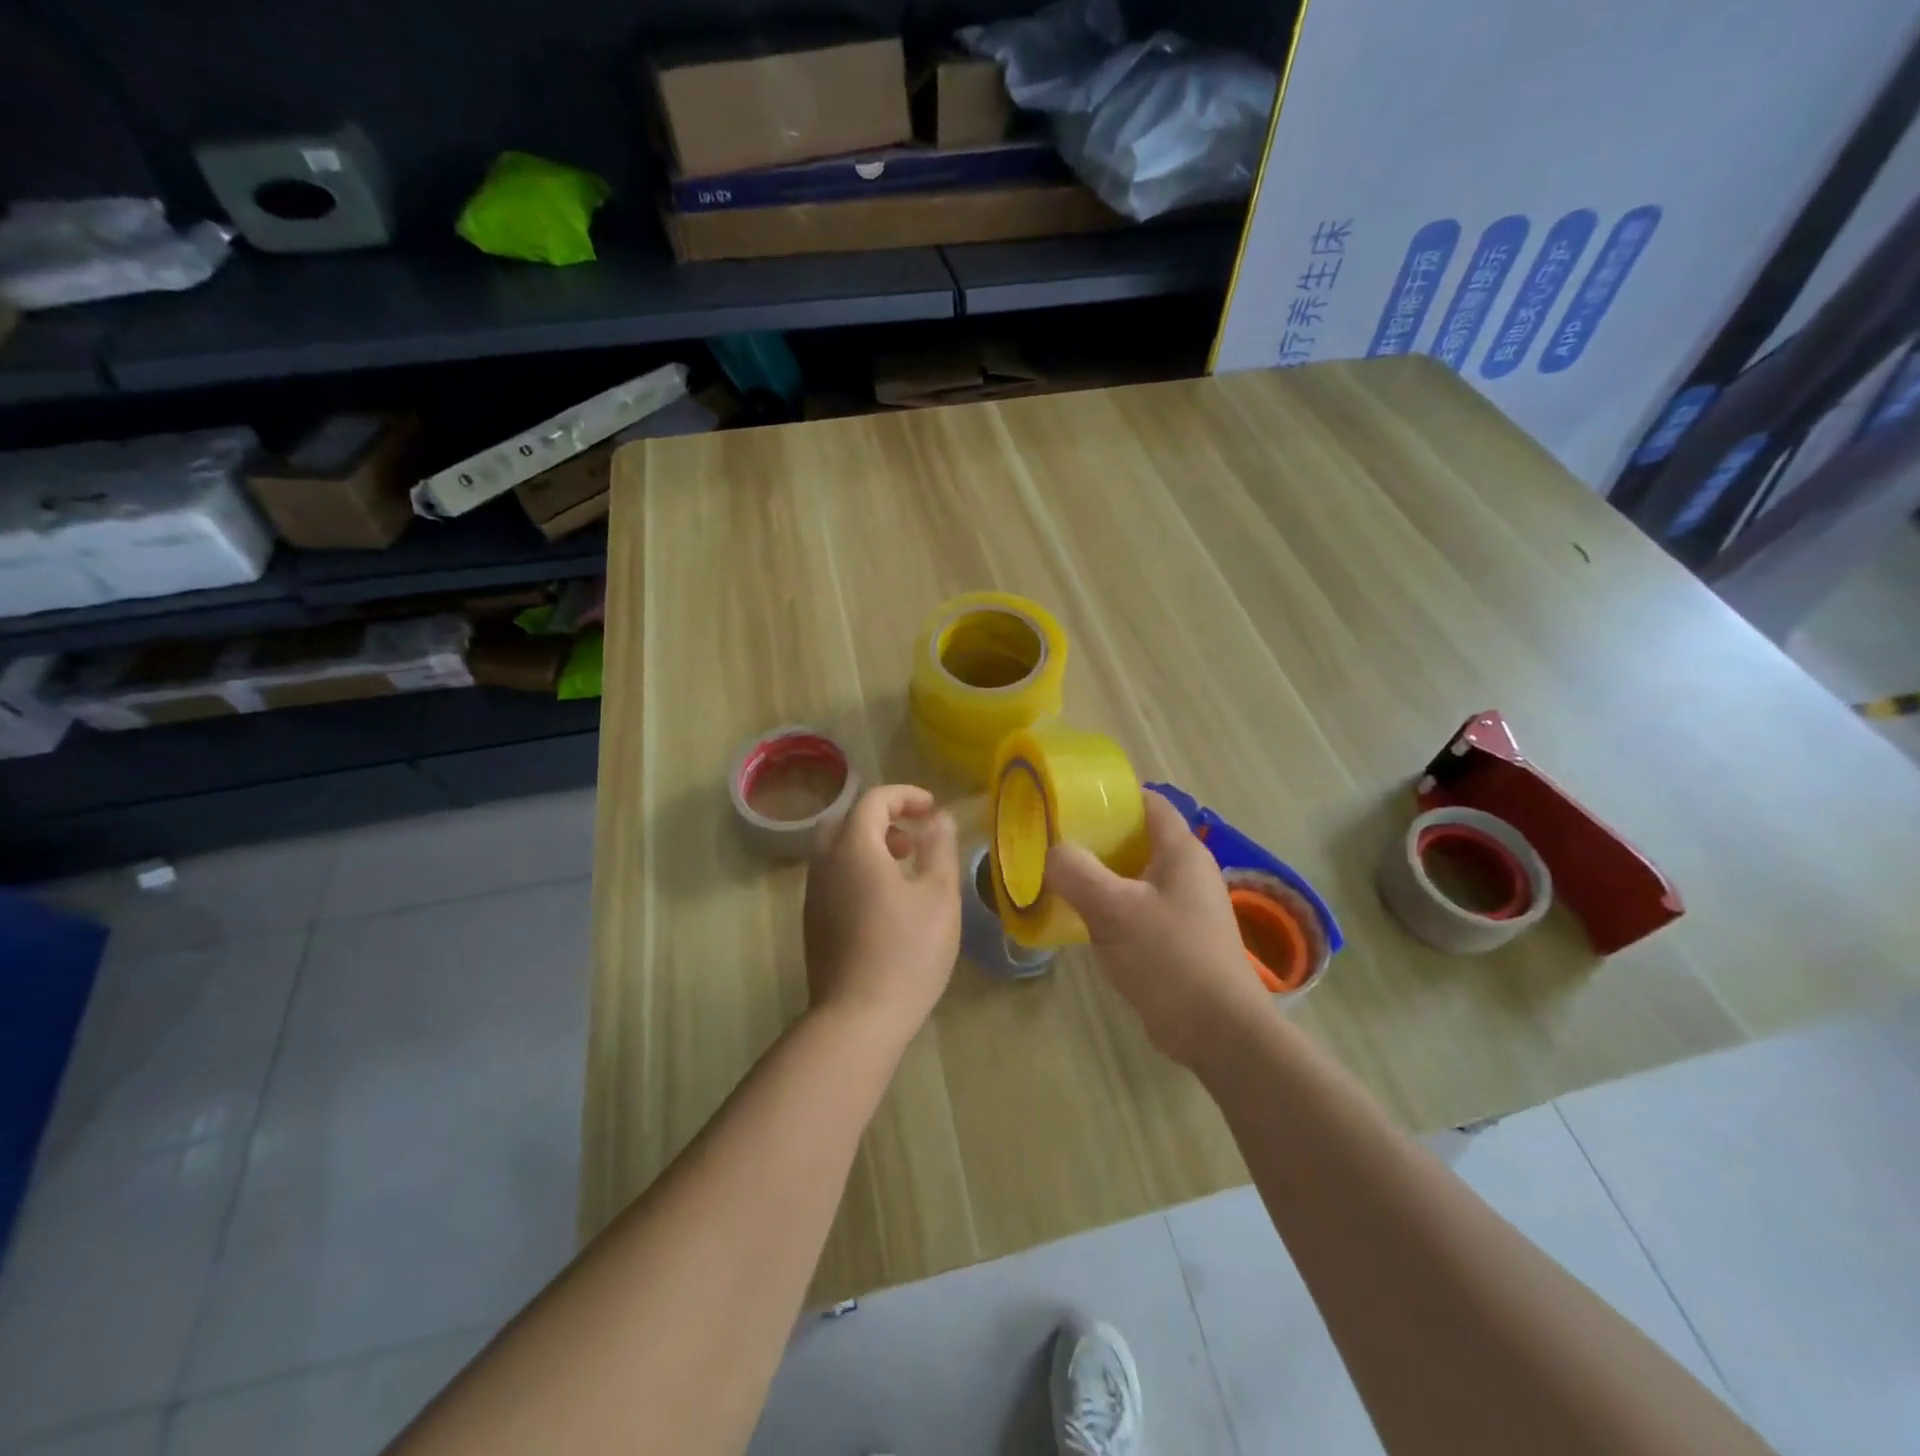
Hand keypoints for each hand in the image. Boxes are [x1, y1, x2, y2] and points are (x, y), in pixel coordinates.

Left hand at [803, 784, 959, 1043]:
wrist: (858, 1018)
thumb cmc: (907, 952)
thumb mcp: (938, 896)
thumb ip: (939, 848)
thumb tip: (940, 818)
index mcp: (854, 848)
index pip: (873, 801)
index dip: (905, 796)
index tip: (932, 809)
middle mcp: (825, 864)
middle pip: (847, 821)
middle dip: (882, 818)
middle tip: (912, 838)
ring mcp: (814, 895)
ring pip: (836, 850)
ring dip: (869, 845)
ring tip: (905, 868)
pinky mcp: (813, 922)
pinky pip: (833, 876)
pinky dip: (858, 870)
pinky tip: (886, 902)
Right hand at [1046, 788, 1268, 1066]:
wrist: (1218, 1031)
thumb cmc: (1170, 958)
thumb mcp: (1114, 909)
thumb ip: (1076, 873)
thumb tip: (1052, 852)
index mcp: (1181, 851)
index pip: (1148, 802)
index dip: (1111, 796)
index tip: (1069, 803)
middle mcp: (1186, 872)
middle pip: (1137, 839)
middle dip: (1095, 838)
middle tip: (1053, 842)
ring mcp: (1184, 907)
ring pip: (1134, 876)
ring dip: (1099, 876)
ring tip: (1057, 878)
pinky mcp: (1176, 938)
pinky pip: (1137, 908)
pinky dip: (1109, 906)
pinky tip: (1080, 919)